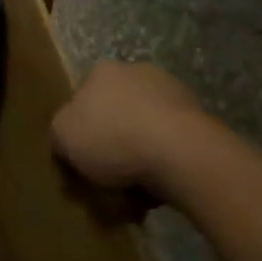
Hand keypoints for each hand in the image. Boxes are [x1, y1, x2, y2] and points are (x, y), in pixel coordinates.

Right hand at [51, 61, 210, 220]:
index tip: (79, 157)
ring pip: (145, 127)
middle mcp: (137, 72)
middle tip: (105, 173)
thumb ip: (59, 133)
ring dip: (139, 151)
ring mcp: (174, 93)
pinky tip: (158, 187)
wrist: (180, 154)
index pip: (81, 97)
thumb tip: (68, 139)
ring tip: (133, 189)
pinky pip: (171, 144)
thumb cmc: (111, 137)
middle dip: (111, 139)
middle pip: (115, 110)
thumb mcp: (62, 136)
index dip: (78, 128)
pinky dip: (164, 162)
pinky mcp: (202, 119)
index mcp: (102, 71)